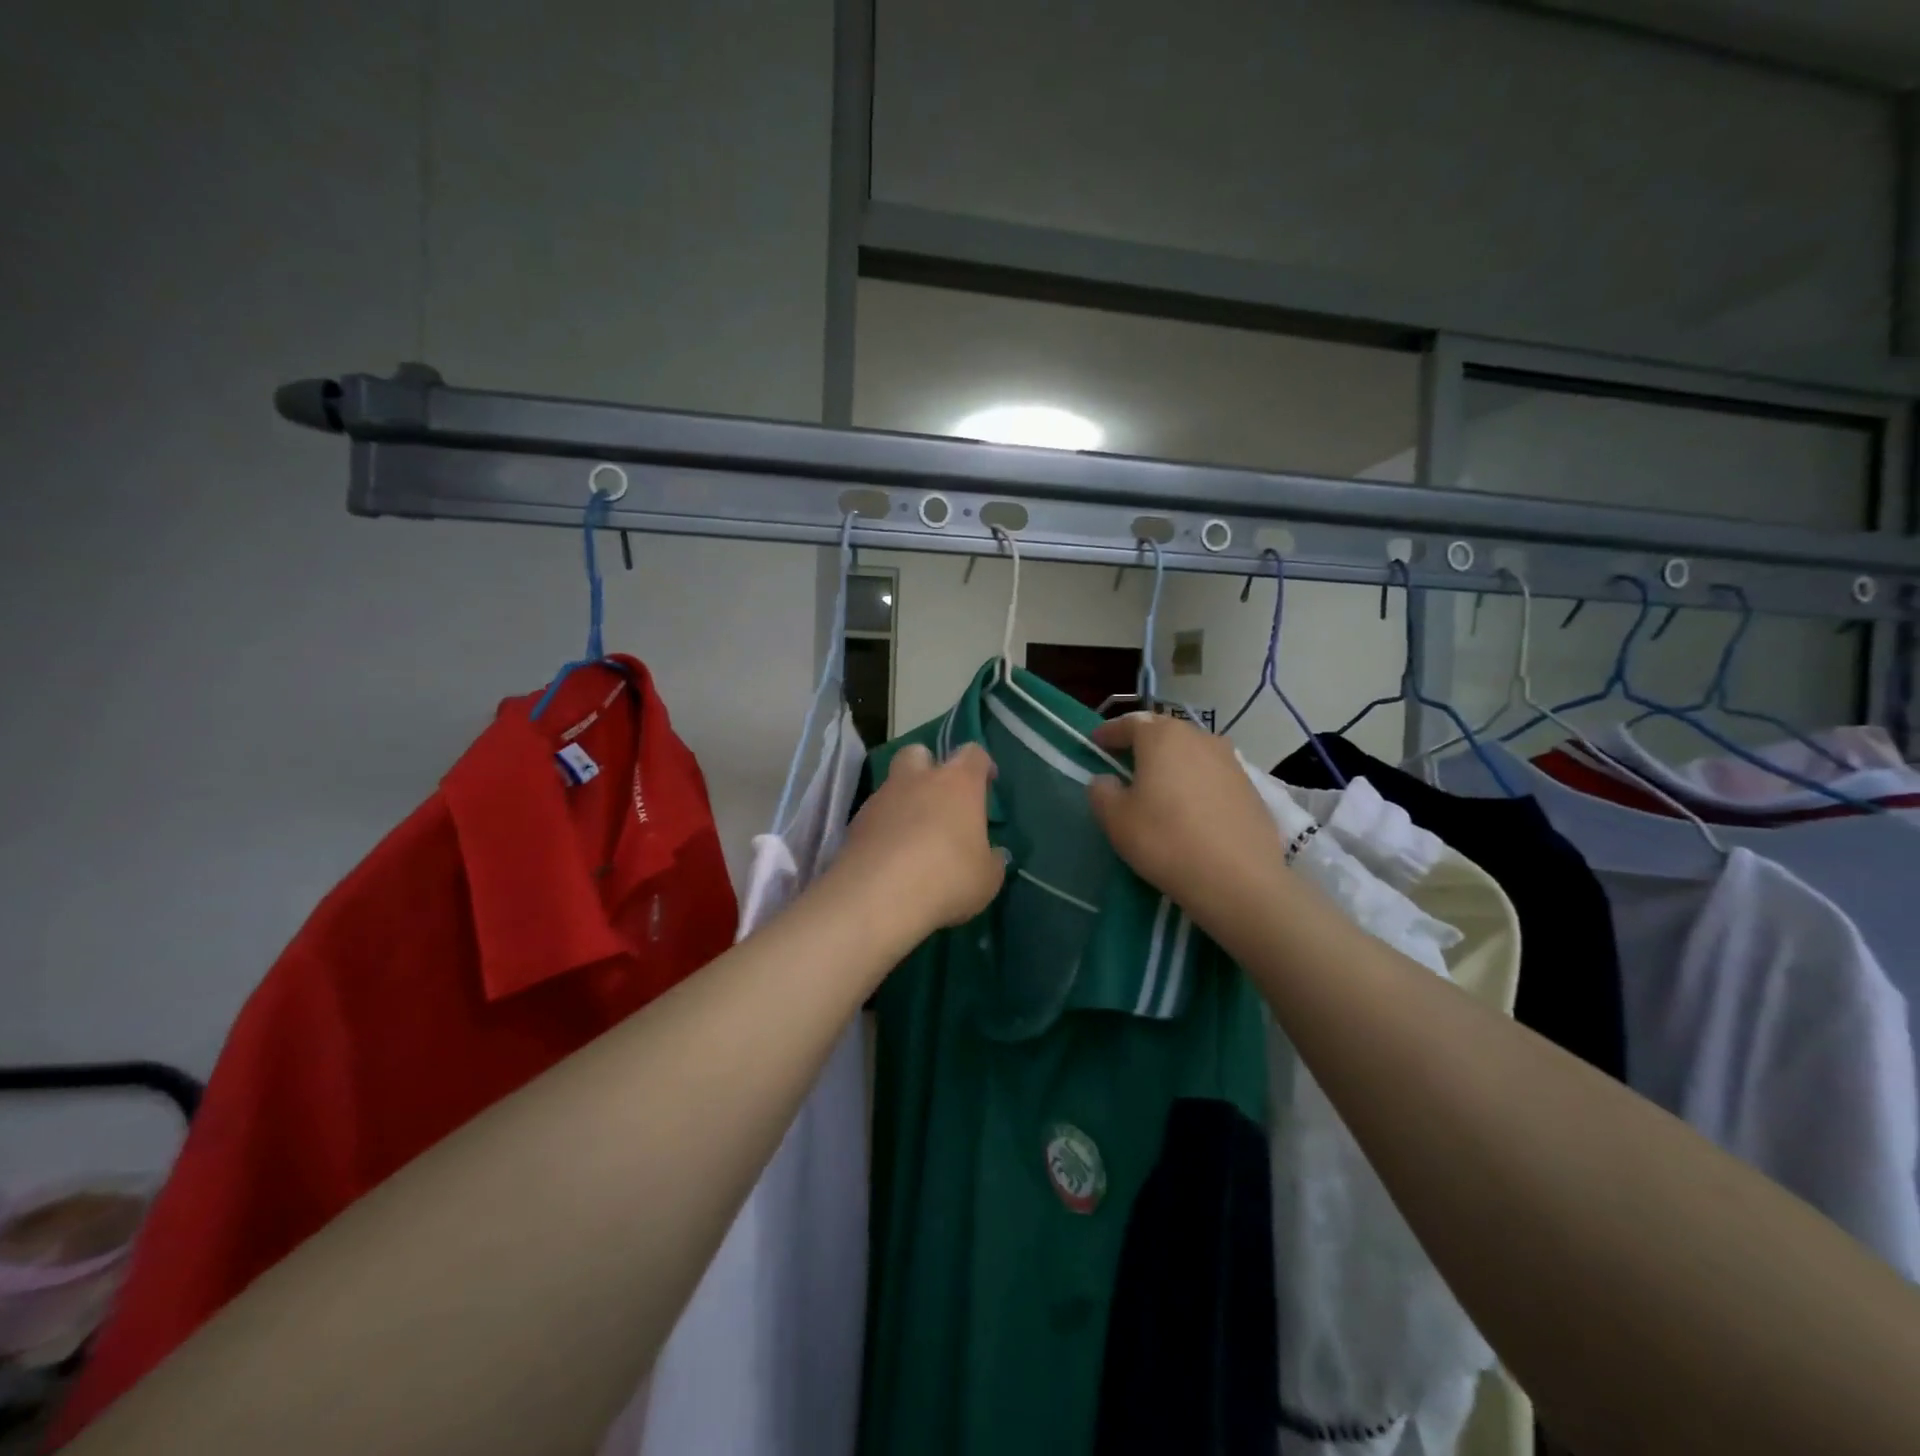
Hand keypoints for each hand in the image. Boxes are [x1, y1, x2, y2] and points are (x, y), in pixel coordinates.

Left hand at [834, 742, 1003, 937]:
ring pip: (893, 785)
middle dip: (928, 767)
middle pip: (919, 753)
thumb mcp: (987, 879)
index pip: (973, 754)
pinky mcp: (855, 823)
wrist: (878, 896)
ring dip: (904, 801)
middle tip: (939, 798)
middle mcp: (917, 780)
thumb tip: (995, 854)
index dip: (981, 765)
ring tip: (913, 837)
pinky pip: (874, 815)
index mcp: (957, 783)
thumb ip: (992, 861)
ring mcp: (881, 798)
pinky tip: (891, 856)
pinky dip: (883, 828)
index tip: (987, 783)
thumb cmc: (947, 878)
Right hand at [1087, 714, 1285, 917]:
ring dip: (1172, 760)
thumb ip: (1102, 791)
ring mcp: (1230, 761)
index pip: (1130, 722)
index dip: (1109, 732)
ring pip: (1191, 751)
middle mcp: (1199, 738)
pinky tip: (1190, 805)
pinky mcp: (1250, 787)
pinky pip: (1212, 773)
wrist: (1238, 879)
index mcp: (1162, 737)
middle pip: (1164, 731)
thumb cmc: (1165, 840)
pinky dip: (1196, 780)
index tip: (1095, 742)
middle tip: (1124, 760)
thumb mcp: (1115, 819)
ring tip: (1159, 782)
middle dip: (1142, 742)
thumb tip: (1107, 780)